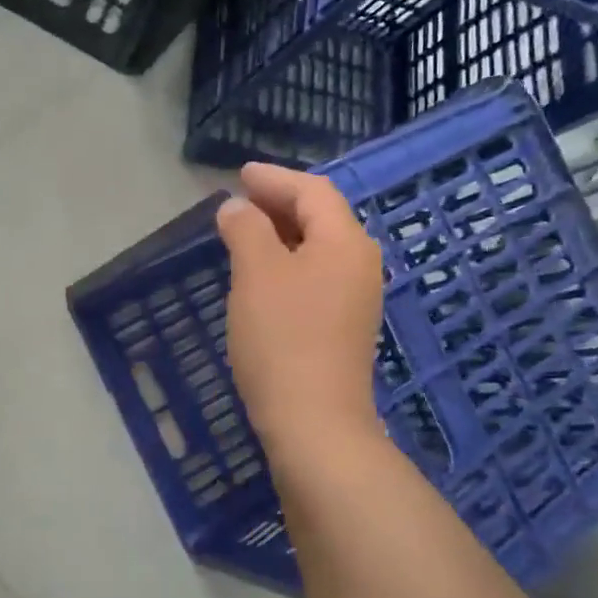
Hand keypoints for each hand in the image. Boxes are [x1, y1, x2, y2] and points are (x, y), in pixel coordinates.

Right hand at [216, 164, 385, 465]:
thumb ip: (247, 229)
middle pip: (321, 218)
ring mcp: (356, 299)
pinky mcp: (345, 328)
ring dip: (282, 235)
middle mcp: (360, 264)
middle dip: (280, 204)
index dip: (275, 179)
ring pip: (318, 250)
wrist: (315, 422)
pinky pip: (317, 277)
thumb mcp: (257, 272)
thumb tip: (237, 208)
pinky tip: (263, 276)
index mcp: (345, 242)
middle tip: (240, 199)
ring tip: (246, 232)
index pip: (313, 192)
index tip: (240, 175)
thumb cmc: (283, 338)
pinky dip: (288, 264)